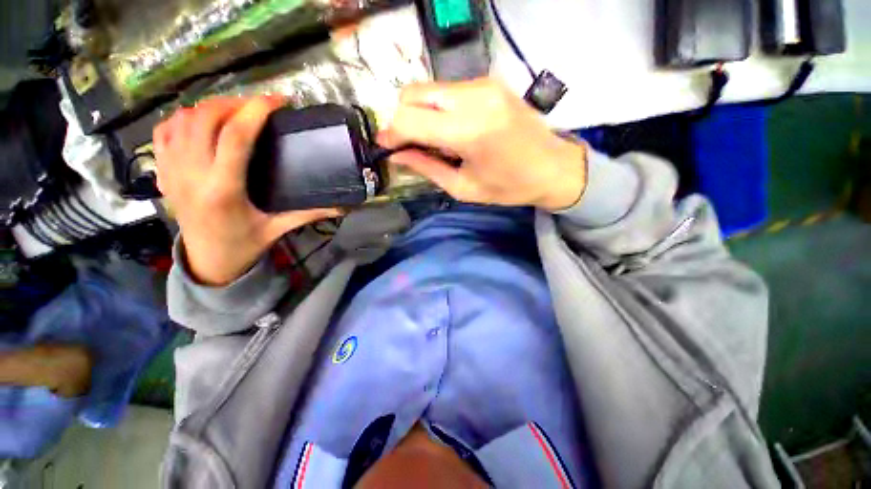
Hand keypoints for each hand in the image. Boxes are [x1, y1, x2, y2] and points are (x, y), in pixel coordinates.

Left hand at [154, 97, 338, 285]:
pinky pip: (164, 132)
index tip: (278, 101)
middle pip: (205, 118)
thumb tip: (341, 207)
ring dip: (209, 107)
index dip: (256, 111)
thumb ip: (309, 213)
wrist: (207, 262)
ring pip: (182, 120)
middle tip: (259, 107)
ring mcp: (172, 172)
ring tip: (234, 111)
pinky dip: (182, 118)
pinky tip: (201, 122)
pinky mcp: (163, 172)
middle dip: (234, 103)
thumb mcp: (278, 229)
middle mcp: (192, 175)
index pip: (235, 136)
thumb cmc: (244, 246)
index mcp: (223, 190)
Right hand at [378, 78, 587, 210]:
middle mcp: (474, 98)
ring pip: (429, 89)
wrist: (553, 167)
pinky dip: (438, 108)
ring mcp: (483, 84)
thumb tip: (396, 155)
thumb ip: (426, 168)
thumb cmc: (509, 187)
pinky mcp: (489, 82)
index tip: (386, 147)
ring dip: (420, 113)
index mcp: (468, 131)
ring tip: (434, 141)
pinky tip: (450, 129)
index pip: (410, 119)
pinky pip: (448, 90)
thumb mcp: (463, 188)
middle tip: (409, 145)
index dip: (391, 133)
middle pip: (413, 94)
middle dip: (402, 119)